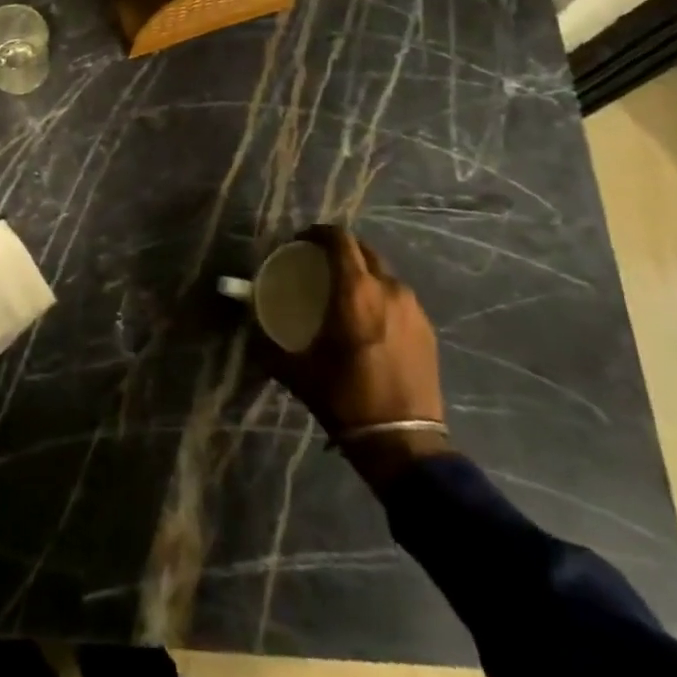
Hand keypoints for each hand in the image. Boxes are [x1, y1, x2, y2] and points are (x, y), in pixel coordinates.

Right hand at [259, 224, 449, 483]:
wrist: (403, 443)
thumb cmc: (345, 398)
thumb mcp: (297, 371)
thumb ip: (268, 344)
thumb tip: (249, 329)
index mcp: (356, 291)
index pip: (339, 240)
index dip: (318, 233)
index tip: (302, 242)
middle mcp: (388, 289)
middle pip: (364, 250)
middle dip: (341, 250)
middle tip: (320, 264)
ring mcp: (413, 308)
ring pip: (384, 274)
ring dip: (363, 273)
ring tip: (346, 293)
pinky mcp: (427, 329)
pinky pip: (399, 297)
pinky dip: (381, 296)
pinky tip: (370, 320)